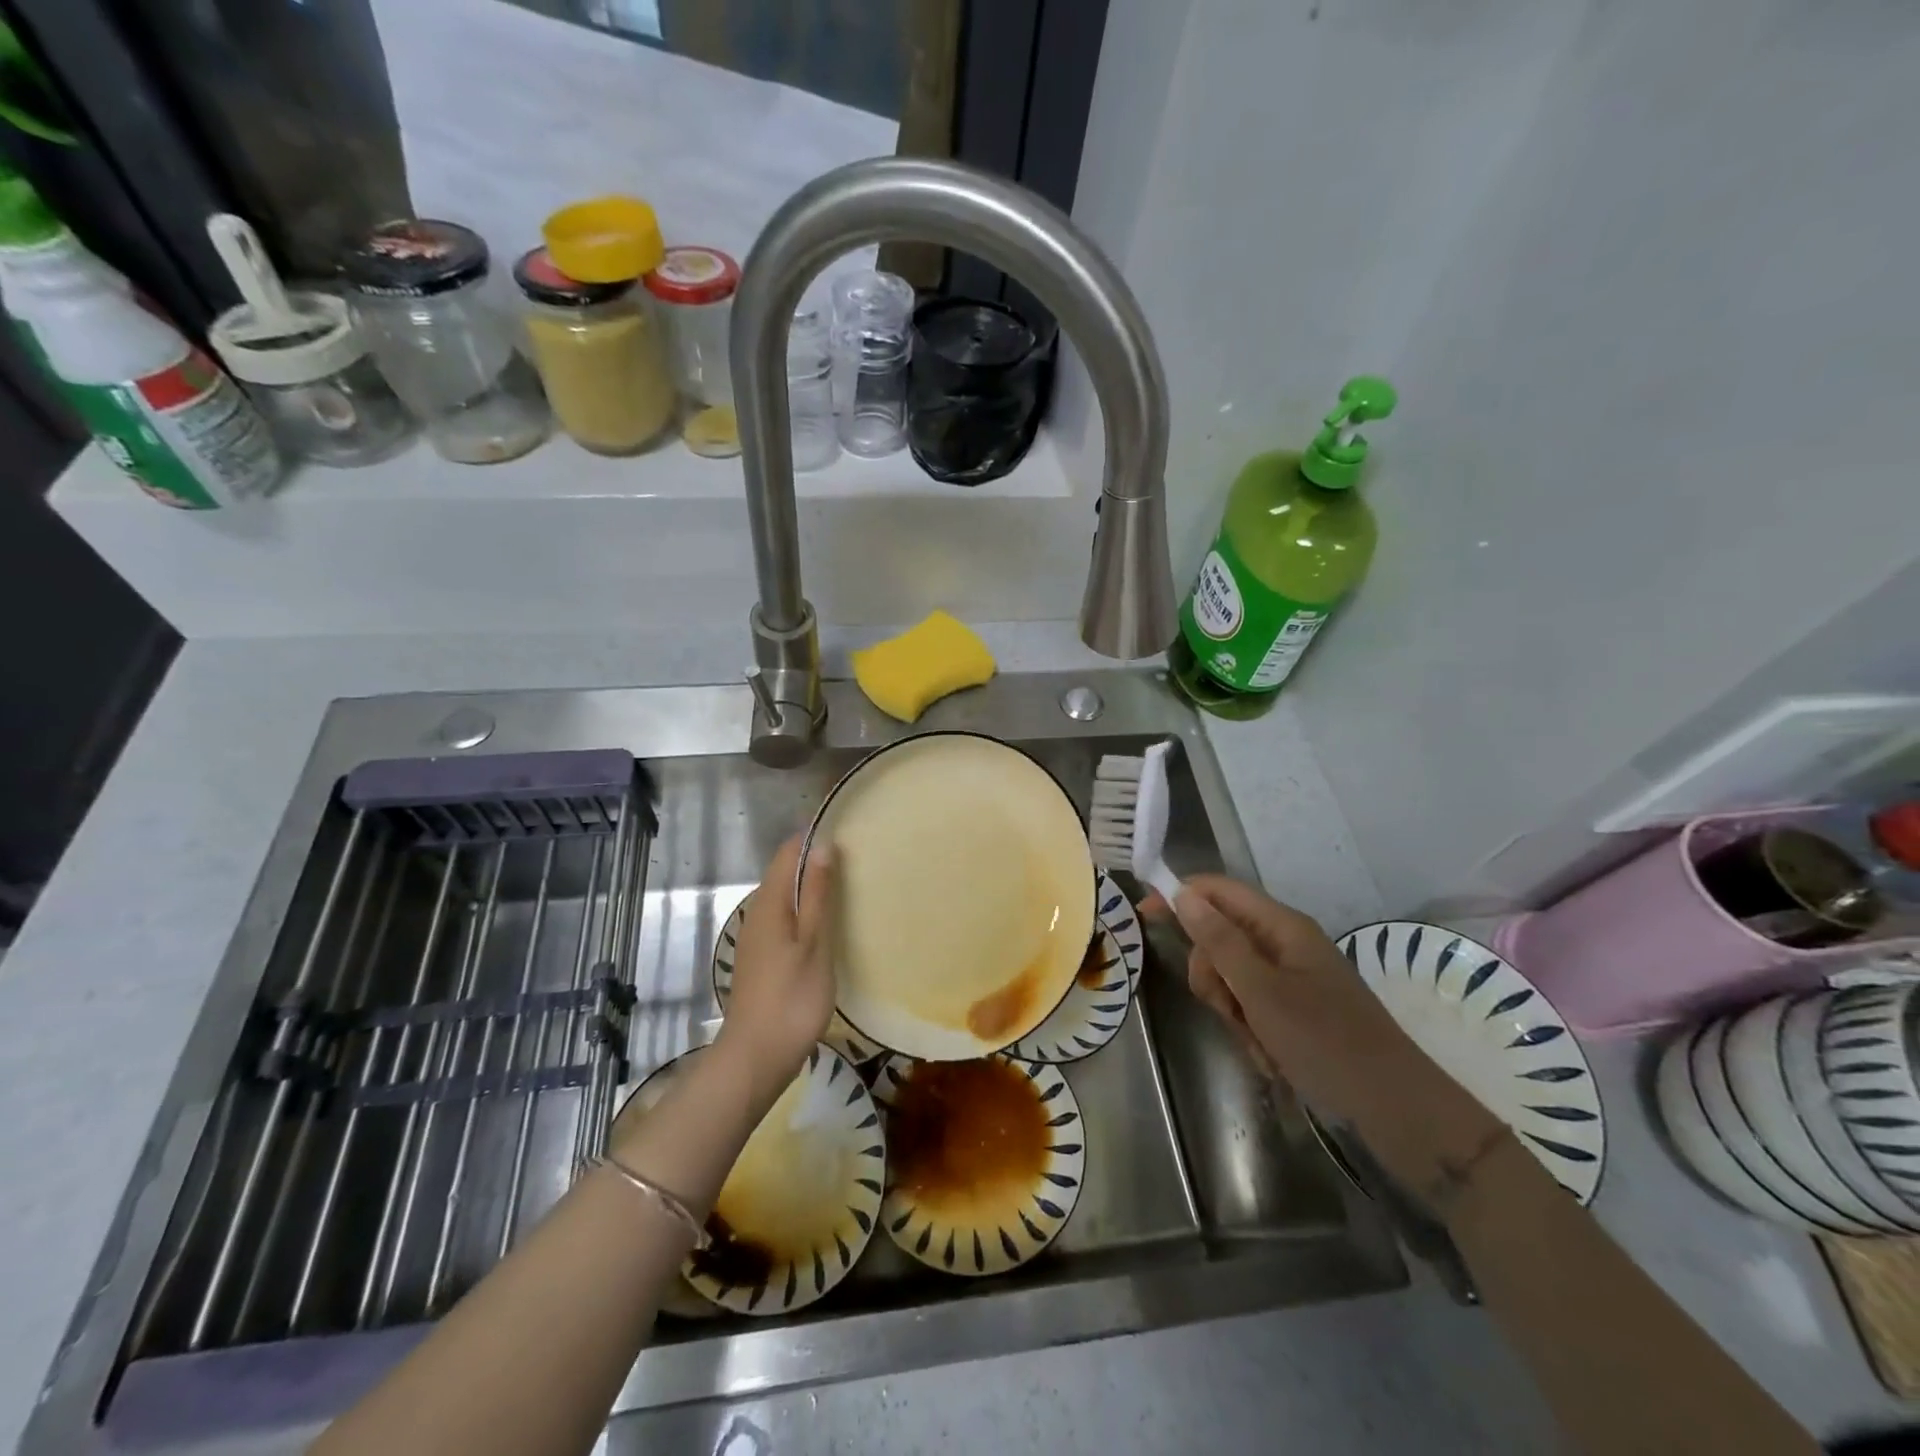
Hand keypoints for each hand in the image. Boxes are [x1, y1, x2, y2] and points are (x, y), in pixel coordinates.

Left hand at [716, 833, 836, 1106]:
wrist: (755, 1057)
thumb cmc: (791, 998)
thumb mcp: (813, 943)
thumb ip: (817, 894)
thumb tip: (822, 845)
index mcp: (770, 904)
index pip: (788, 852)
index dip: (813, 836)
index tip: (846, 829)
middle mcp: (757, 913)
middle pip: (784, 872)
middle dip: (815, 860)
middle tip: (856, 857)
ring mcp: (756, 937)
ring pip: (785, 897)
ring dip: (811, 887)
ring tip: (848, 885)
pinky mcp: (760, 958)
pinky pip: (783, 918)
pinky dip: (805, 911)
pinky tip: (826, 924)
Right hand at [1153, 875, 1501, 1190]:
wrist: (1396, 1110)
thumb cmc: (1327, 1042)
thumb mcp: (1262, 991)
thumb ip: (1219, 941)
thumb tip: (1183, 893)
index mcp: (1282, 927)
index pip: (1218, 891)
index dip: (1179, 896)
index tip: (1143, 916)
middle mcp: (1285, 944)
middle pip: (1219, 937)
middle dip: (1211, 973)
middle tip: (1226, 1007)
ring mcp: (1291, 979)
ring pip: (1230, 976)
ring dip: (1231, 1008)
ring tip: (1256, 1040)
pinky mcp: (1294, 1009)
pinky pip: (1251, 1005)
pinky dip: (1250, 1029)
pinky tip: (1269, 1057)